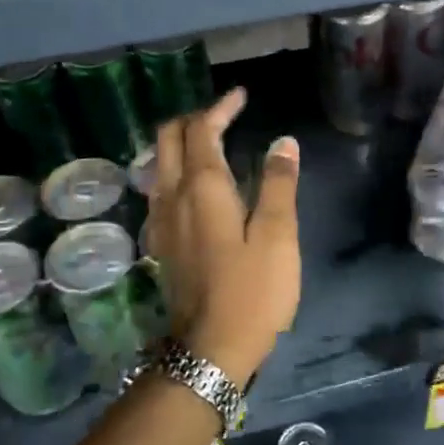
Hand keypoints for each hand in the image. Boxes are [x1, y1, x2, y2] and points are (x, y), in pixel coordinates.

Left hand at [142, 87, 301, 387]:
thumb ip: (279, 184)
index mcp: (202, 188)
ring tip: (212, 142)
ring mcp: (161, 221)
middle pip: (168, 139)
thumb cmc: (253, 291)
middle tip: (224, 115)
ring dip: (182, 144)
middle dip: (193, 119)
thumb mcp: (278, 236)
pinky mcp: (162, 243)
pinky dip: (178, 170)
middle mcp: (172, 196)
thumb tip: (283, 142)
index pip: (201, 129)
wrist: (210, 349)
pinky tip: (199, 186)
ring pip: (159, 164)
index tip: (241, 96)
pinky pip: (162, 189)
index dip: (220, 107)